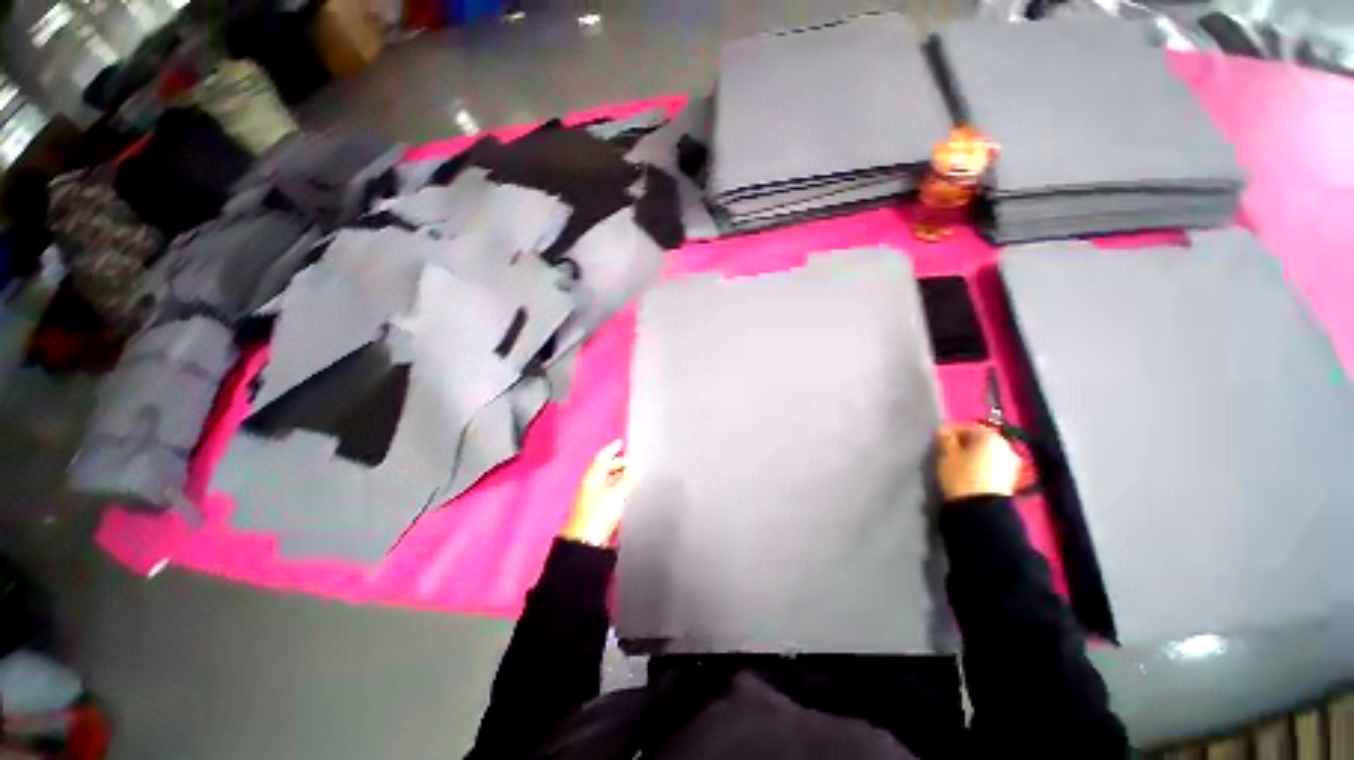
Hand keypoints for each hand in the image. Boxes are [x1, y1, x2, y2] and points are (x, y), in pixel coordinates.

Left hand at [560, 440, 631, 545]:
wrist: (584, 543)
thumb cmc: (599, 514)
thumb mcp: (617, 494)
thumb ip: (628, 479)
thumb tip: (635, 467)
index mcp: (592, 477)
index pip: (602, 458)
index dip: (611, 449)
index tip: (620, 442)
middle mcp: (590, 484)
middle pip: (604, 469)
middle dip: (618, 463)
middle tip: (633, 462)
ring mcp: (591, 497)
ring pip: (606, 480)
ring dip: (618, 476)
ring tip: (633, 475)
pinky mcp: (594, 509)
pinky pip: (607, 491)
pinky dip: (617, 487)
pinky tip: (626, 491)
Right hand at [936, 423, 1021, 500]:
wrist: (982, 510)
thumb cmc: (961, 476)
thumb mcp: (945, 454)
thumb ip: (944, 439)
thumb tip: (944, 432)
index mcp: (989, 435)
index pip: (966, 426)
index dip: (949, 430)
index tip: (936, 438)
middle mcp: (1005, 445)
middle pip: (978, 439)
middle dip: (962, 443)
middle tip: (945, 450)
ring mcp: (1011, 463)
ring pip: (986, 452)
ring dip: (971, 454)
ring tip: (956, 462)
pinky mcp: (1011, 478)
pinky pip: (991, 464)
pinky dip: (980, 465)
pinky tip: (968, 472)